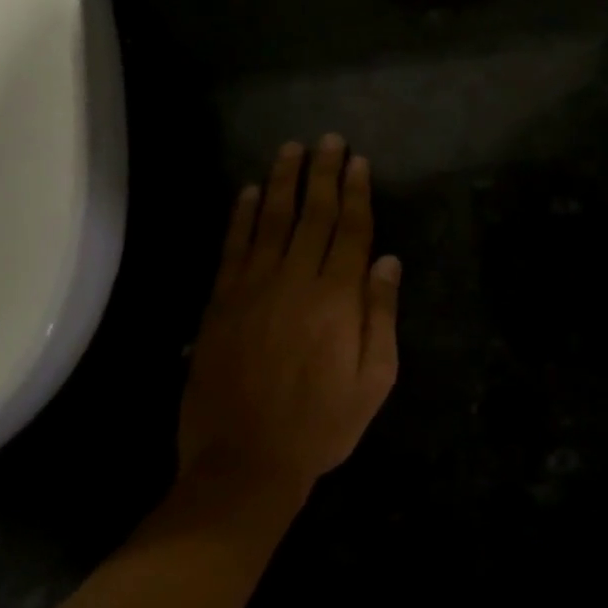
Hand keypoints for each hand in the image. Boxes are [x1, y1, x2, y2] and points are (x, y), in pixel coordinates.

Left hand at [178, 135, 401, 508]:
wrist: (242, 467)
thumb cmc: (322, 424)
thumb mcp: (374, 379)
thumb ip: (381, 314)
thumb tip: (387, 260)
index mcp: (337, 299)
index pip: (350, 230)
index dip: (356, 192)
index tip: (359, 161)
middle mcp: (295, 282)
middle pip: (313, 215)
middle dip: (323, 174)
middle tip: (328, 140)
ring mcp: (252, 290)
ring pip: (271, 222)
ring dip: (282, 182)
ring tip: (291, 150)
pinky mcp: (220, 305)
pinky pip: (232, 249)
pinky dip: (240, 217)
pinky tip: (248, 192)